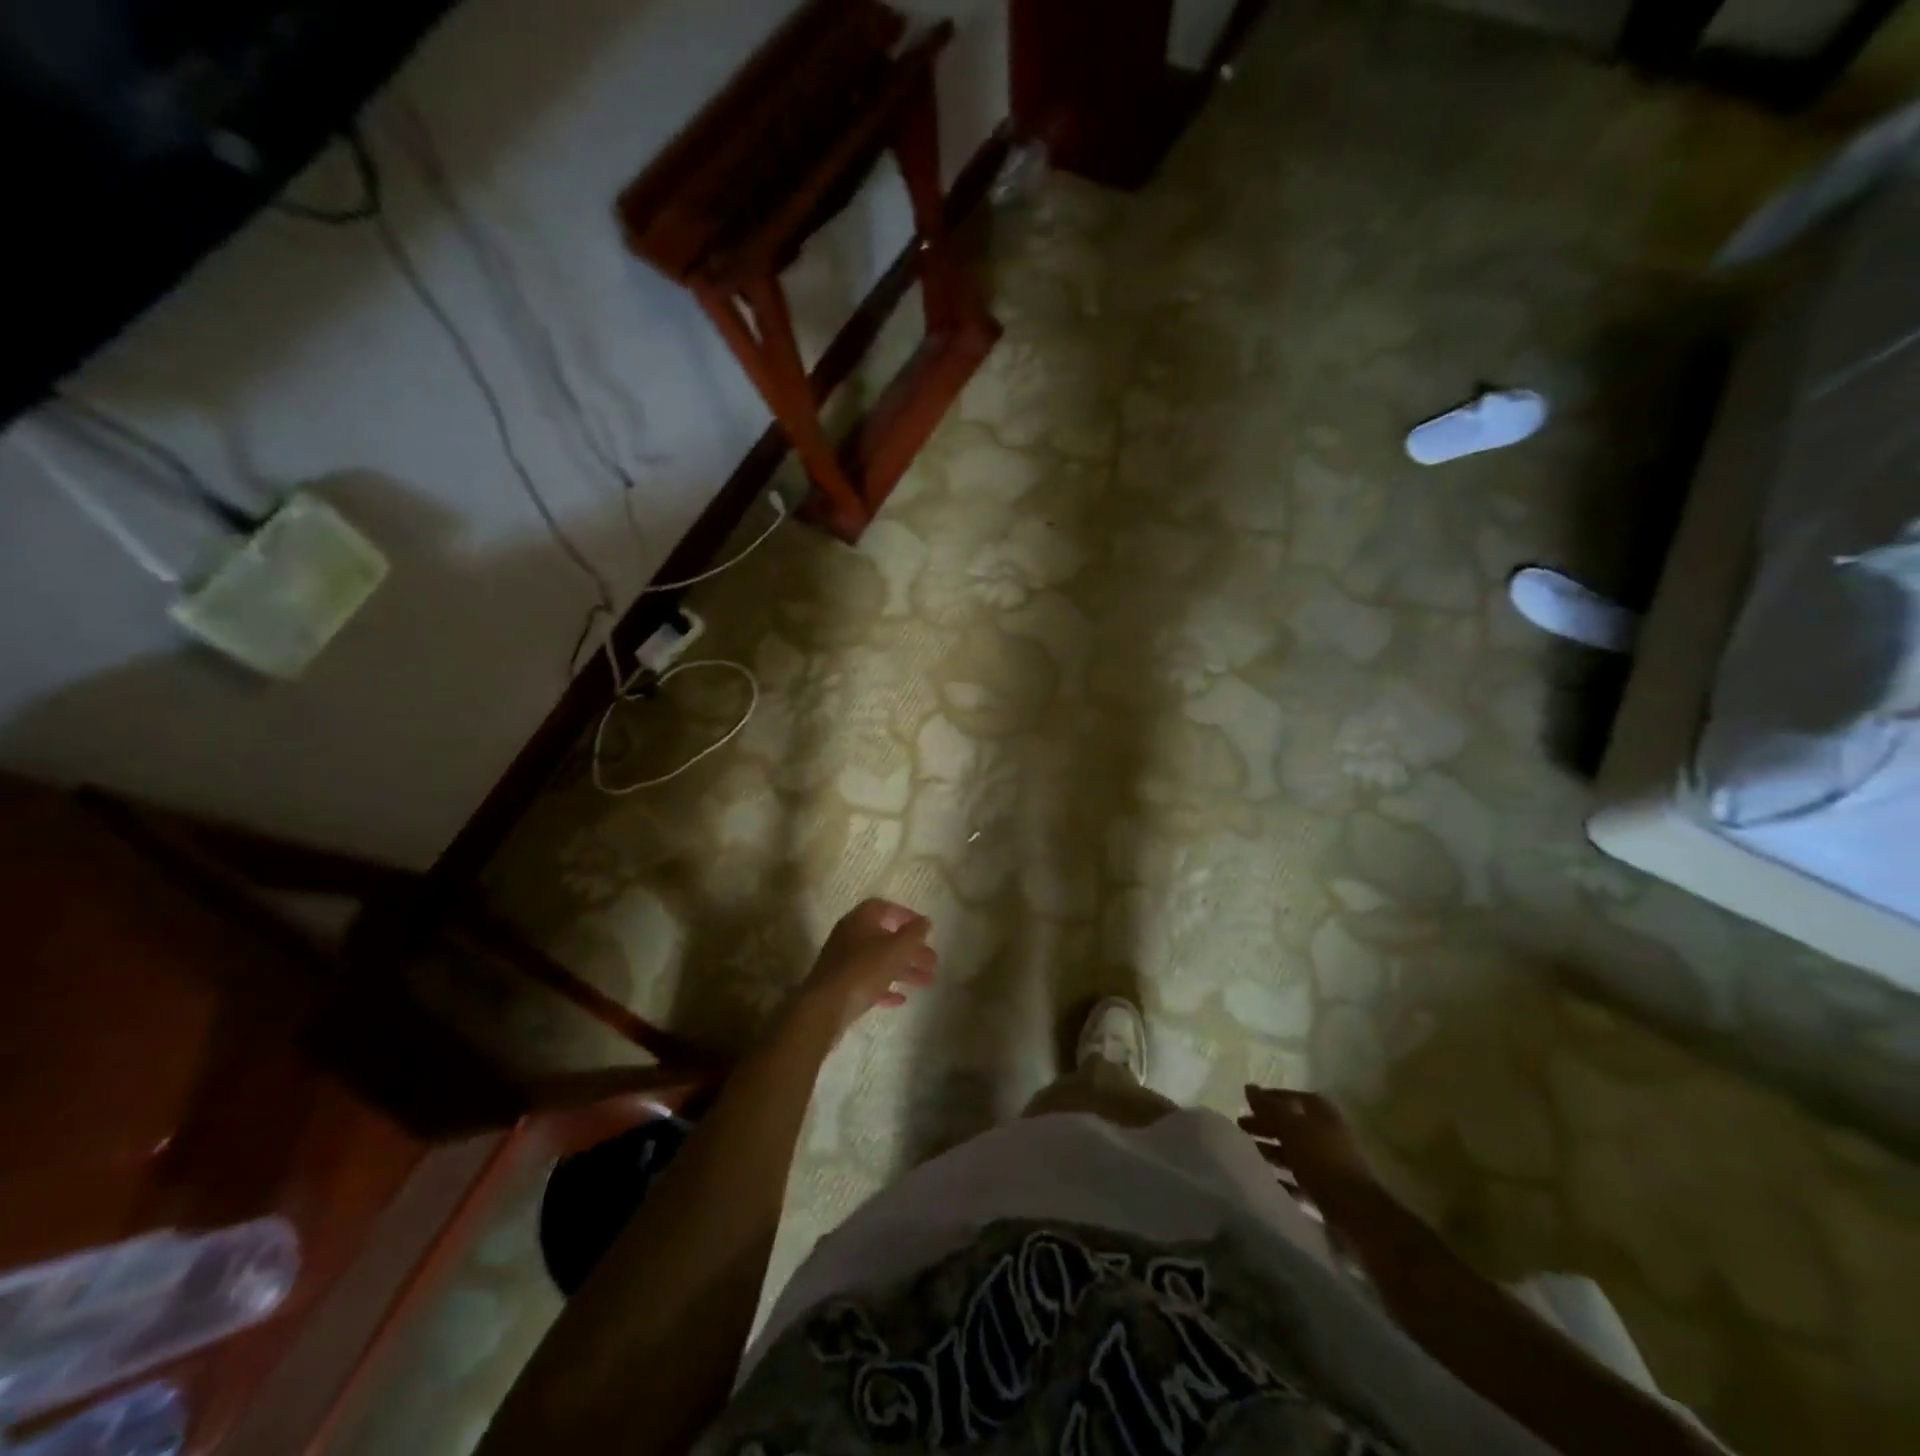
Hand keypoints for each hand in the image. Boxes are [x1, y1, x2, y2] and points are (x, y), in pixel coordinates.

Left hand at [790, 899, 936, 1039]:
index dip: (905, 915)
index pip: (884, 908)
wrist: (824, 1008)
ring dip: (904, 970)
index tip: (924, 928)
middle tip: (933, 961)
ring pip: (879, 962)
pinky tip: (902, 999)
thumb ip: (913, 934)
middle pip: (885, 938)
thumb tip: (925, 921)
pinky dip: (886, 988)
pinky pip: (868, 983)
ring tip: (927, 982)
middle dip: (911, 949)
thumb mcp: (895, 949)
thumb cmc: (863, 970)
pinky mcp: (841, 987)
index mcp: (860, 920)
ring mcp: (843, 963)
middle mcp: (850, 937)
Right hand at [1238, 1086, 1375, 1212]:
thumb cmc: (1321, 1159)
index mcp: (1321, 1113)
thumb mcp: (1290, 1127)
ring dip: (1272, 1151)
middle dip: (1267, 1125)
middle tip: (1241, 1127)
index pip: (1291, 1097)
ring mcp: (1328, 1163)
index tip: (1247, 1104)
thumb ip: (1269, 1107)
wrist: (1354, 1212)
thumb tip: (1249, 1087)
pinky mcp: (1327, 1189)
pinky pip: (1299, 1178)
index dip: (1269, 1099)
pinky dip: (1283, 1177)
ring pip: (1294, 1151)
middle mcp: (1326, 1134)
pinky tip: (1266, 1179)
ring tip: (1249, 1153)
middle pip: (1291, 1124)